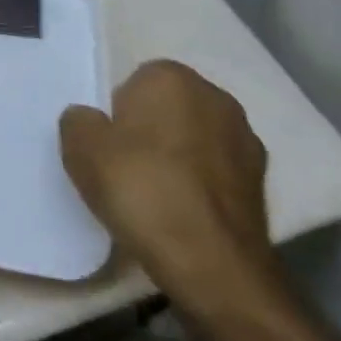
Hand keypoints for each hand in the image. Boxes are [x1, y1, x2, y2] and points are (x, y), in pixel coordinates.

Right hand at [59, 60, 280, 319]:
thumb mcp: (80, 149)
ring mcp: (245, 140)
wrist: (212, 264)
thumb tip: (91, 121)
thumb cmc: (141, 189)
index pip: (135, 83)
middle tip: (127, 169)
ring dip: (179, 158)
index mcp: (172, 77)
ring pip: (195, 140)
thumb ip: (79, 121)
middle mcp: (215, 97)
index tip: (109, 147)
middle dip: (151, 131)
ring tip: (156, 198)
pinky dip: (201, 187)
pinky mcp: (262, 183)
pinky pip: (216, 173)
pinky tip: (183, 216)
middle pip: (169, 108)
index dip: (118, 114)